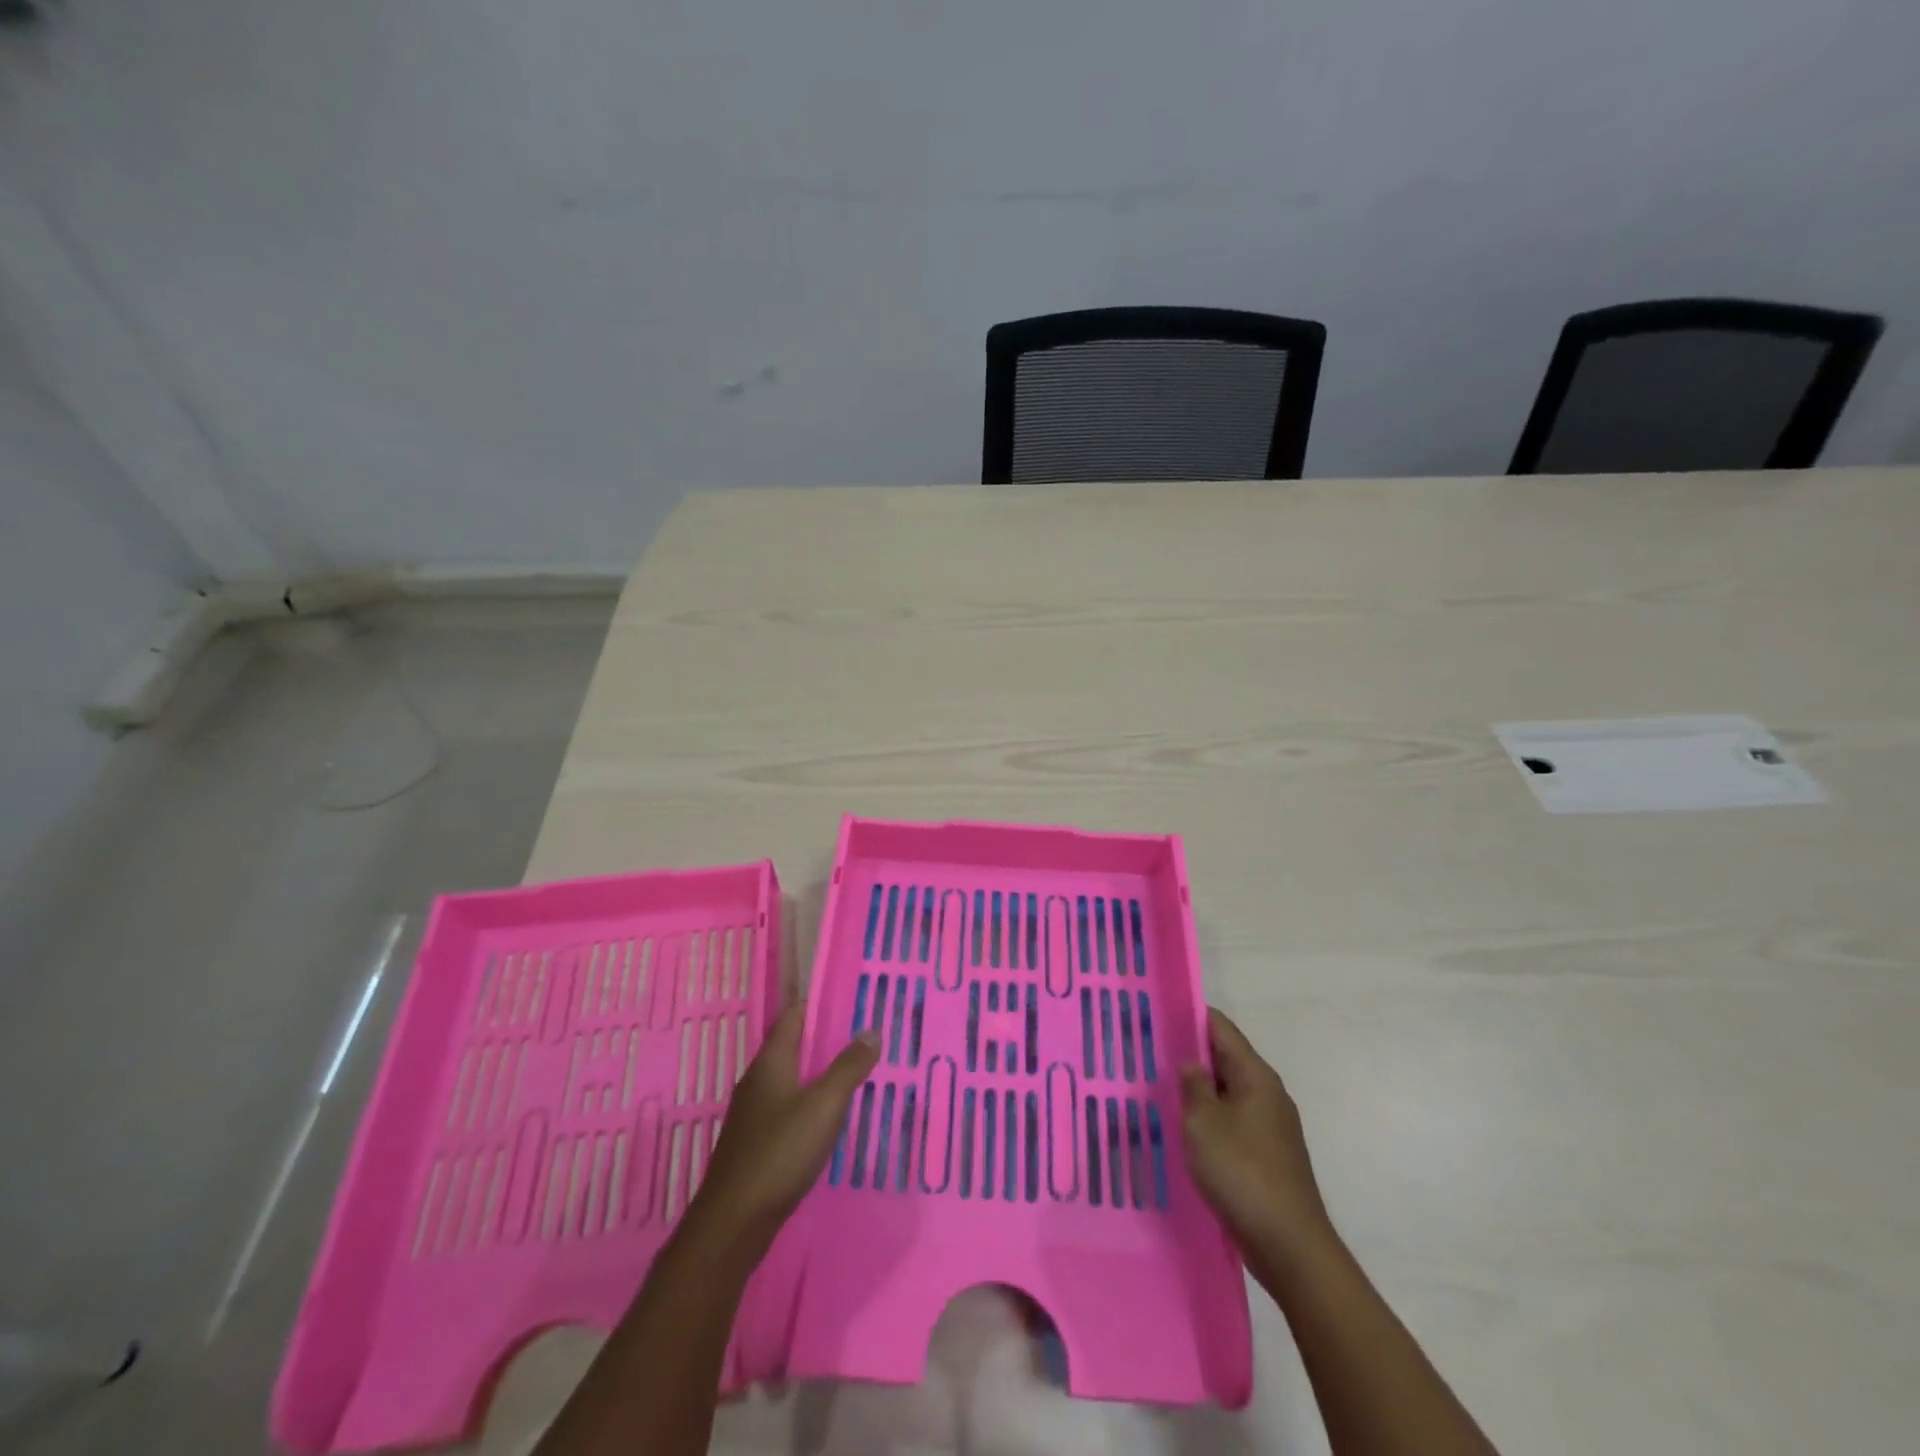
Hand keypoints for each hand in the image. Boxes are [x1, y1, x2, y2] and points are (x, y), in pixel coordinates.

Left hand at [686, 1006, 878, 1253]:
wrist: (733, 1222)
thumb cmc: (780, 1152)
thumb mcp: (824, 1105)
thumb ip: (849, 1066)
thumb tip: (870, 1030)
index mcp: (771, 1061)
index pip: (794, 1016)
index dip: (821, 1006)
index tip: (854, 1005)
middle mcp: (757, 1080)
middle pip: (793, 1047)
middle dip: (826, 1042)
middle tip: (863, 1041)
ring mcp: (752, 1113)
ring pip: (791, 1080)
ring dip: (818, 1075)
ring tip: (854, 1077)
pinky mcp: (754, 1141)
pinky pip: (786, 1108)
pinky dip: (809, 1104)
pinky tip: (828, 1120)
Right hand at [1179, 1008, 1334, 1260]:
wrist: (1290, 1246)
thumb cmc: (1243, 1173)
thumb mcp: (1204, 1122)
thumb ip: (1193, 1084)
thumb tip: (1189, 1062)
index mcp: (1255, 1076)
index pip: (1220, 1028)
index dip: (1189, 1016)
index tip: (1156, 1013)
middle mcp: (1267, 1093)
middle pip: (1224, 1058)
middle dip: (1189, 1054)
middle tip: (1147, 1051)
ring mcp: (1270, 1125)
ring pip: (1226, 1092)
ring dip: (1197, 1089)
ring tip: (1157, 1088)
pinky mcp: (1267, 1154)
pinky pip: (1231, 1121)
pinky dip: (1208, 1118)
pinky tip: (1183, 1130)